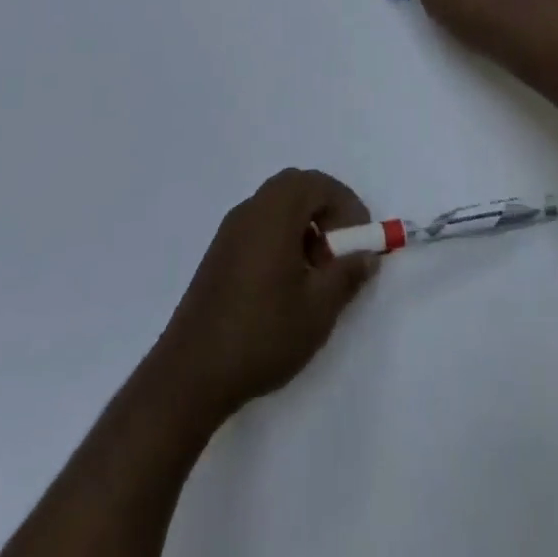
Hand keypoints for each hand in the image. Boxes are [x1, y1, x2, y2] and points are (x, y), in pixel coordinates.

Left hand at [154, 170, 378, 420]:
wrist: (191, 373)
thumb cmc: (263, 334)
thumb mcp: (318, 308)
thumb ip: (347, 274)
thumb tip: (366, 256)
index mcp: (274, 214)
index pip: (316, 183)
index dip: (346, 204)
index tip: (361, 239)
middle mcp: (249, 211)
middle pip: (295, 188)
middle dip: (325, 210)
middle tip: (341, 250)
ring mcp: (229, 232)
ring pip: (276, 207)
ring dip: (303, 226)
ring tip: (316, 273)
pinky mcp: (218, 254)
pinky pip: (258, 226)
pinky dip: (281, 238)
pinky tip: (287, 284)